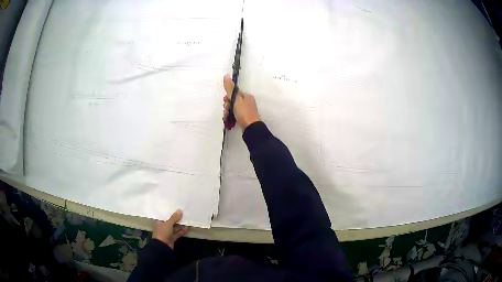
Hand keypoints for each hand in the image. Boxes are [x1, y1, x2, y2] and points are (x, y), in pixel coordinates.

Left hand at [152, 209, 189, 248]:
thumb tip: (180, 210)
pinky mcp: (173, 238)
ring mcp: (168, 233)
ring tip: (188, 220)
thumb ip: (174, 218)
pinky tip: (188, 228)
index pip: (166, 217)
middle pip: (171, 222)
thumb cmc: (162, 232)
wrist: (162, 246)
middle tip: (184, 214)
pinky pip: (178, 233)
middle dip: (177, 219)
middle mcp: (164, 227)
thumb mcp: (168, 224)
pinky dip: (182, 231)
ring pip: (175, 228)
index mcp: (160, 222)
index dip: (171, 213)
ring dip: (181, 225)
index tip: (177, 209)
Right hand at [223, 74, 260, 129]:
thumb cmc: (244, 112)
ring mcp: (245, 111)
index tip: (225, 101)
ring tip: (227, 116)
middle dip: (227, 106)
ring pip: (232, 109)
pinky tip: (228, 121)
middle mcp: (247, 102)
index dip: (228, 97)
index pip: (234, 93)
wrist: (251, 128)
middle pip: (233, 101)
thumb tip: (226, 75)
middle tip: (227, 110)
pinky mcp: (244, 119)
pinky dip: (230, 117)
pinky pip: (234, 115)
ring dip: (227, 112)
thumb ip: (230, 88)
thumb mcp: (236, 99)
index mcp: (246, 96)